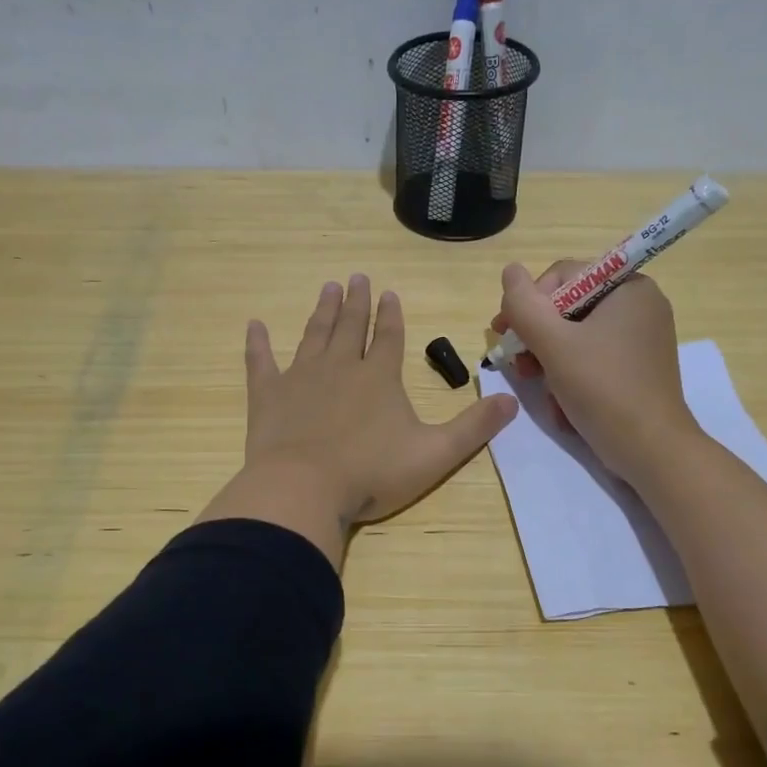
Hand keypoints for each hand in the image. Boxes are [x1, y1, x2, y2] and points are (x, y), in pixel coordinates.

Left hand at [199, 275, 517, 566]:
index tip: (388, 292)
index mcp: (379, 377)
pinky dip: (257, 344)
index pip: (388, 336)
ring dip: (322, 311)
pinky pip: (261, 362)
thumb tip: (512, 401)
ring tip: (327, 288)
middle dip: (355, 301)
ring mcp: (300, 378)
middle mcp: (340, 367)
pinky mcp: (268, 396)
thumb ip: (473, 427)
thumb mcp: (435, 454)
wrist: (304, 489)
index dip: (391, 314)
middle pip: (350, 326)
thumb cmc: (372, 473)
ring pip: (314, 335)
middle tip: (355, 277)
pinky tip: (254, 325)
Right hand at [492, 260, 697, 483]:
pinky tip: (561, 403)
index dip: (529, 303)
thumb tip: (510, 270)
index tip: (505, 334)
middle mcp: (639, 305)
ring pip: (577, 337)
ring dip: (549, 361)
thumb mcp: (554, 344)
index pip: (563, 276)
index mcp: (628, 287)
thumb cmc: (603, 389)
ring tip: (536, 386)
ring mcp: (641, 338)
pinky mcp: (637, 367)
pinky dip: (572, 376)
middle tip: (517, 365)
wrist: (651, 451)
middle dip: (538, 338)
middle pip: (568, 308)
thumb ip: (525, 305)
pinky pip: (593, 358)